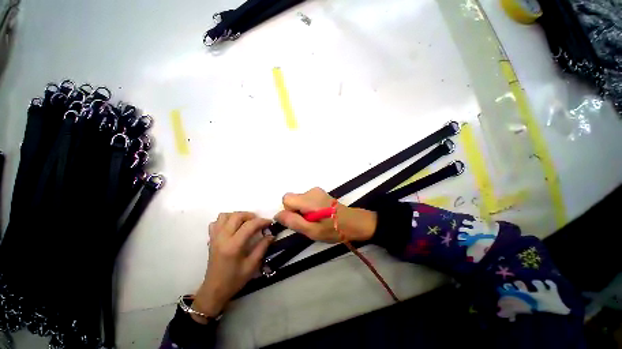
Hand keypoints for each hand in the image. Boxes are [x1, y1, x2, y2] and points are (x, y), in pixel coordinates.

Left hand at [192, 212, 272, 323]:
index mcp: (233, 246)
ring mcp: (215, 237)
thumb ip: (262, 248)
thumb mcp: (252, 266)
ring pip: (224, 216)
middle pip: (236, 216)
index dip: (262, 221)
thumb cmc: (234, 280)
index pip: (249, 225)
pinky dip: (225, 220)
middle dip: (250, 215)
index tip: (270, 222)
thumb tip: (271, 235)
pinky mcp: (211, 239)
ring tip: (245, 223)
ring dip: (237, 216)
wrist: (214, 290)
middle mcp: (222, 238)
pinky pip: (216, 222)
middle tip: (258, 222)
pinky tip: (232, 227)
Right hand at [274, 187, 376, 242]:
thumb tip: (277, 215)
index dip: (289, 211)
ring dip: (303, 210)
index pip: (286, 199)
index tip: (300, 220)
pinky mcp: (320, 193)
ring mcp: (316, 191)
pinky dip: (308, 207)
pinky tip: (320, 214)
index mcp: (308, 199)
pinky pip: (306, 199)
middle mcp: (311, 191)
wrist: (354, 222)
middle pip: (292, 199)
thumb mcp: (312, 231)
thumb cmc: (333, 229)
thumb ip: (293, 222)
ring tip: (316, 219)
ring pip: (299, 200)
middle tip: (309, 222)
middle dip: (296, 211)